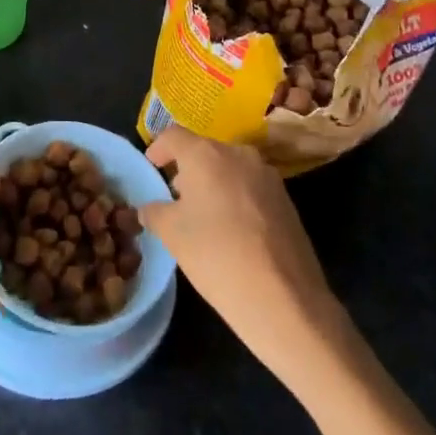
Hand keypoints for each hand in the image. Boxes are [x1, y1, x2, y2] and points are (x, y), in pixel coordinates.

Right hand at [139, 128, 338, 374]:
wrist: (284, 299)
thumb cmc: (216, 256)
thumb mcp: (172, 234)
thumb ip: (154, 211)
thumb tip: (149, 206)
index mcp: (206, 153)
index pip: (173, 135)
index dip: (158, 148)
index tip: (151, 167)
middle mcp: (238, 153)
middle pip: (204, 150)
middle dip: (187, 169)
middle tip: (175, 197)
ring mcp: (267, 175)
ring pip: (230, 168)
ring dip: (213, 183)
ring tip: (203, 215)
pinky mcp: (286, 199)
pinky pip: (251, 187)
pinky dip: (236, 198)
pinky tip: (232, 230)